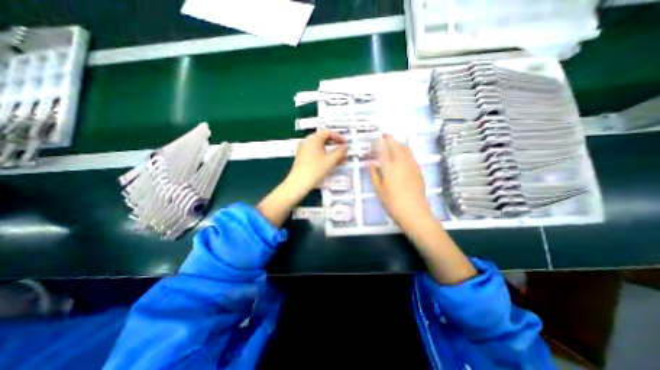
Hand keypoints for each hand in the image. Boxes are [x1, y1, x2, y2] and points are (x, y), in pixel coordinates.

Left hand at [258, 130, 349, 227]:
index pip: (327, 132)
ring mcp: (304, 150)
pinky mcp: (303, 158)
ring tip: (341, 160)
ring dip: (331, 152)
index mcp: (313, 139)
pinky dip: (325, 156)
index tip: (346, 144)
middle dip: (335, 145)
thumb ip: (339, 152)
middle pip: (324, 139)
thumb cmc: (315, 170)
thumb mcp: (330, 161)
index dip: (338, 137)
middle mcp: (307, 142)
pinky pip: (316, 153)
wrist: (298, 184)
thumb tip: (346, 146)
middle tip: (344, 152)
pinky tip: (332, 163)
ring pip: (320, 148)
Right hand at [370, 134, 434, 228]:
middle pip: (396, 145)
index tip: (375, 138)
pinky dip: (405, 150)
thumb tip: (370, 163)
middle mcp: (401, 162)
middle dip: (389, 138)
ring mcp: (412, 165)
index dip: (379, 142)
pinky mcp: (418, 170)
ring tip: (393, 141)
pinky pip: (411, 155)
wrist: (414, 213)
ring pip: (405, 148)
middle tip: (384, 134)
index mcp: (389, 166)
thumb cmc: (392, 202)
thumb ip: (374, 174)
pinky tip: (403, 153)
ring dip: (398, 142)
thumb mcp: (378, 189)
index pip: (383, 149)